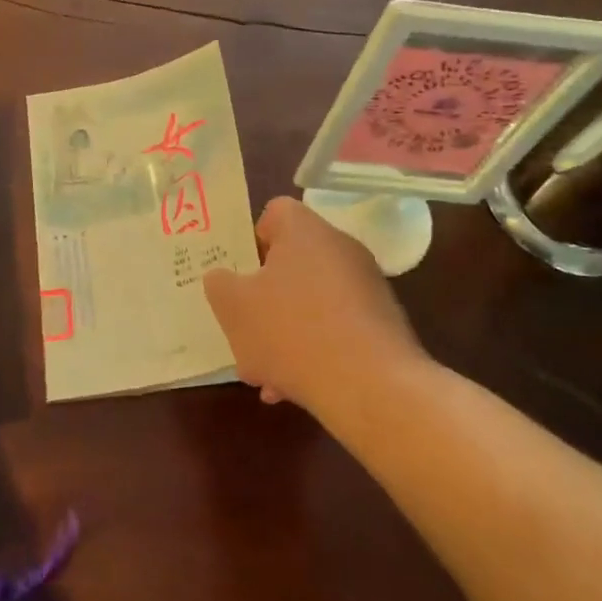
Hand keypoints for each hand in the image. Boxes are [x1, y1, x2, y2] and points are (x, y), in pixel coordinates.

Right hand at [204, 196, 423, 411]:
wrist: (371, 386)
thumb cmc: (292, 332)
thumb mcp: (234, 307)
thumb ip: (220, 285)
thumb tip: (224, 278)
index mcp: (305, 231)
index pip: (274, 213)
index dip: (251, 241)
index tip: (239, 276)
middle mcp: (340, 249)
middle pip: (290, 263)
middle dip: (263, 300)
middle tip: (244, 330)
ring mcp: (366, 287)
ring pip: (310, 303)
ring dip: (284, 333)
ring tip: (264, 374)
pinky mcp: (381, 324)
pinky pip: (335, 329)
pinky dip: (313, 351)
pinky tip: (292, 388)